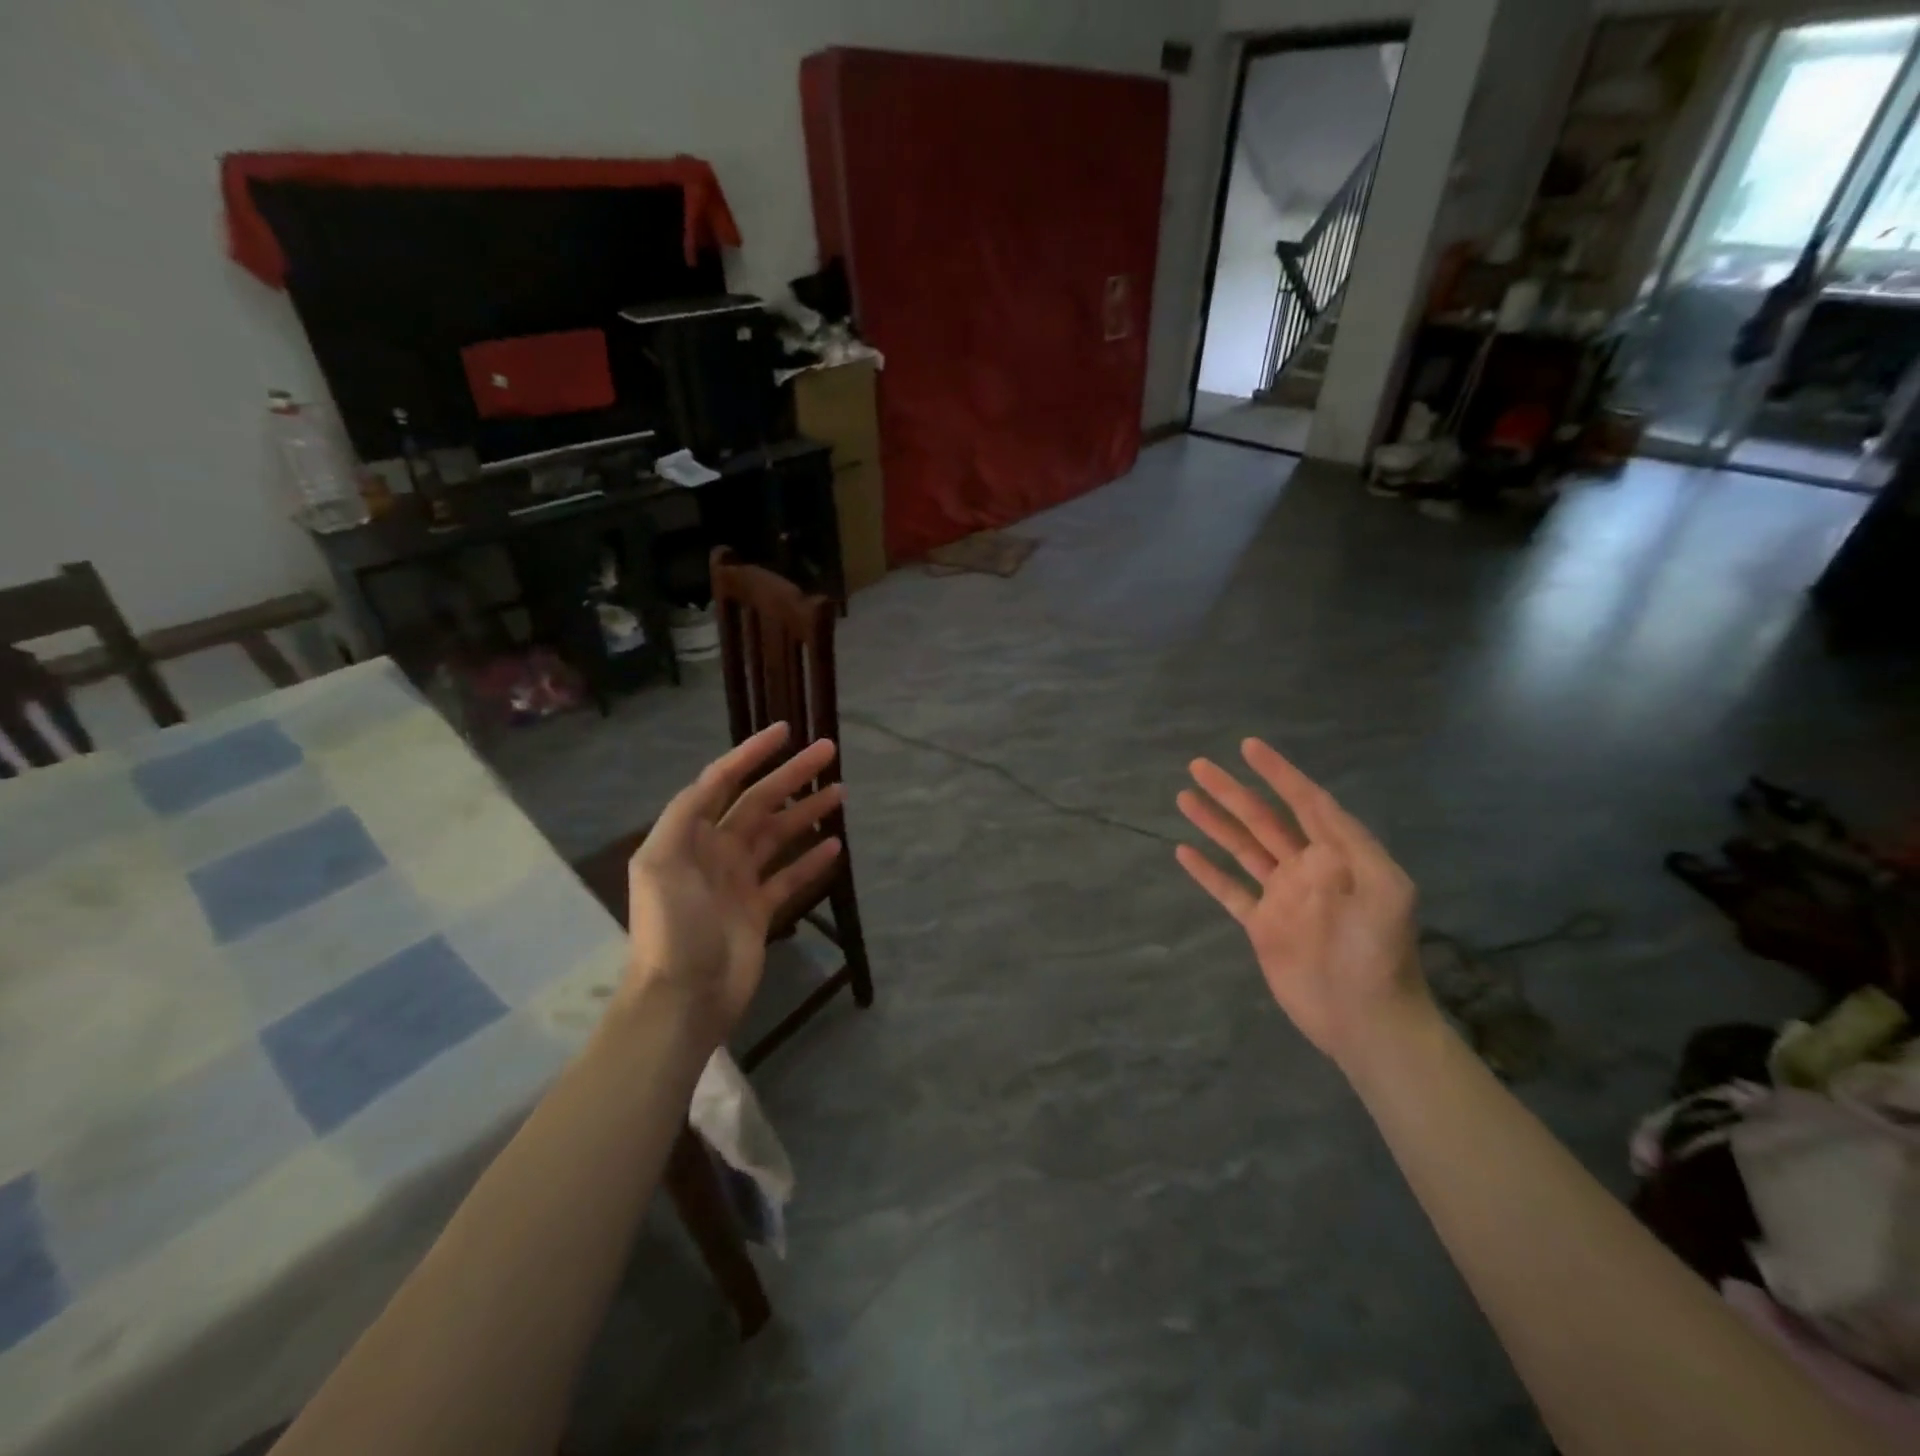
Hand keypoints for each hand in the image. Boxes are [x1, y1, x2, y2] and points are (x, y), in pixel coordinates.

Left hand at [624, 724, 844, 1049]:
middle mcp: (715, 851)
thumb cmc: (672, 928)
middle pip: (759, 802)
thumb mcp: (661, 863)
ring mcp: (739, 881)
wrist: (682, 998)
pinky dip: (811, 859)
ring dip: (807, 811)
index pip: (722, 782)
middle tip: (828, 752)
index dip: (751, 753)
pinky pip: (789, 875)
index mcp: (689, 836)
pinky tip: (835, 843)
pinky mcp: (760, 909)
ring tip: (840, 791)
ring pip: (778, 835)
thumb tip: (718, 777)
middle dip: (791, 775)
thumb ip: (685, 815)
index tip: (786, 731)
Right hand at [1175, 738, 1427, 1065]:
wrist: (1366, 1019)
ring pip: (1241, 848)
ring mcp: (1282, 896)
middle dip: (1232, 791)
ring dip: (1214, 822)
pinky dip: (1207, 871)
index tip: (1249, 747)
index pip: (1305, 803)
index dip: (1278, 773)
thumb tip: (1309, 815)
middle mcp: (1306, 868)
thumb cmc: (1379, 954)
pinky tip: (1184, 851)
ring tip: (1185, 796)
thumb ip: (1351, 848)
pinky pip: (1229, 890)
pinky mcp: (1263, 925)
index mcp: (1338, 855)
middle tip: (1198, 765)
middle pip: (1262, 819)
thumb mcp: (1386, 892)